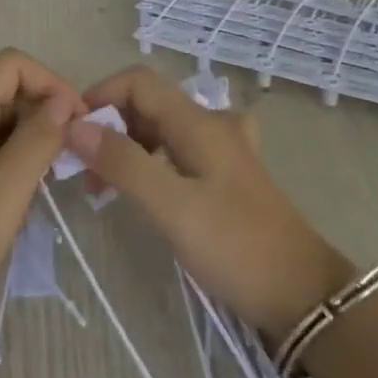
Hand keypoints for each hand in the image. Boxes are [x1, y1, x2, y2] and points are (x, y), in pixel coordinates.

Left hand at [0, 49, 84, 338]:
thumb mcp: (7, 188)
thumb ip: (40, 138)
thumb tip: (62, 102)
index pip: (13, 64)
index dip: (52, 83)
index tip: (78, 123)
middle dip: (38, 115)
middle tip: (63, 161)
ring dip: (20, 141)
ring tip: (39, 185)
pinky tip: (7, 199)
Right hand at [67, 66, 356, 337]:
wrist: (304, 296)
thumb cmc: (236, 246)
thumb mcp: (172, 206)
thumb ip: (124, 162)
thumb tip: (75, 126)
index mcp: (198, 122)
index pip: (138, 81)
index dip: (100, 95)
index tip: (73, 134)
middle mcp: (211, 124)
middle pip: (148, 102)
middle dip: (109, 125)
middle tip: (83, 169)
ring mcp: (222, 149)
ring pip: (161, 128)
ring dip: (127, 145)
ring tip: (103, 186)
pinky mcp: (226, 176)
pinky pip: (177, 151)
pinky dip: (150, 161)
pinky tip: (142, 190)